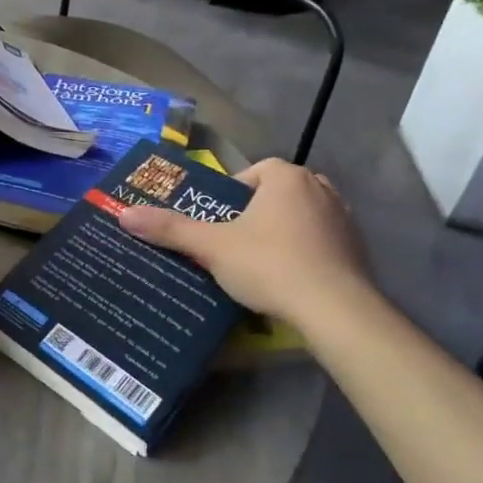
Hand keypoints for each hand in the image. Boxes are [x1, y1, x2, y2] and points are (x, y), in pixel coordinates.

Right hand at [119, 159, 373, 329]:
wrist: (336, 310)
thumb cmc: (270, 265)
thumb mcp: (212, 247)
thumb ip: (170, 229)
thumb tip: (124, 214)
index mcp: (287, 178)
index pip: (255, 171)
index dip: (233, 193)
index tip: (218, 220)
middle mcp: (321, 189)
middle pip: (278, 193)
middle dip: (257, 212)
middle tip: (234, 241)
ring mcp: (345, 219)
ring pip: (303, 216)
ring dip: (283, 231)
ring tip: (260, 261)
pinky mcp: (359, 250)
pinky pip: (323, 241)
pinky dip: (306, 252)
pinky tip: (290, 278)